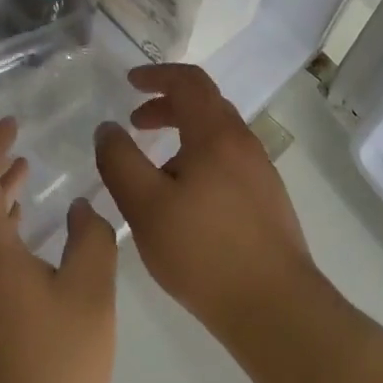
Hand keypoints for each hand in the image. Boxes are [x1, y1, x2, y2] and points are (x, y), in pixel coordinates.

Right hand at [94, 64, 318, 341]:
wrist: (275, 307)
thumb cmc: (203, 252)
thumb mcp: (145, 206)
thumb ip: (120, 161)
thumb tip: (108, 128)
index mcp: (216, 135)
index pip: (189, 82)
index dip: (157, 75)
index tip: (129, 82)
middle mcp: (244, 143)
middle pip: (205, 105)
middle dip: (167, 105)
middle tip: (135, 123)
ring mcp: (261, 171)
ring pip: (217, 135)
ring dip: (183, 134)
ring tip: (154, 166)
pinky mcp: (268, 199)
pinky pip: (228, 160)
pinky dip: (200, 157)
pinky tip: (184, 197)